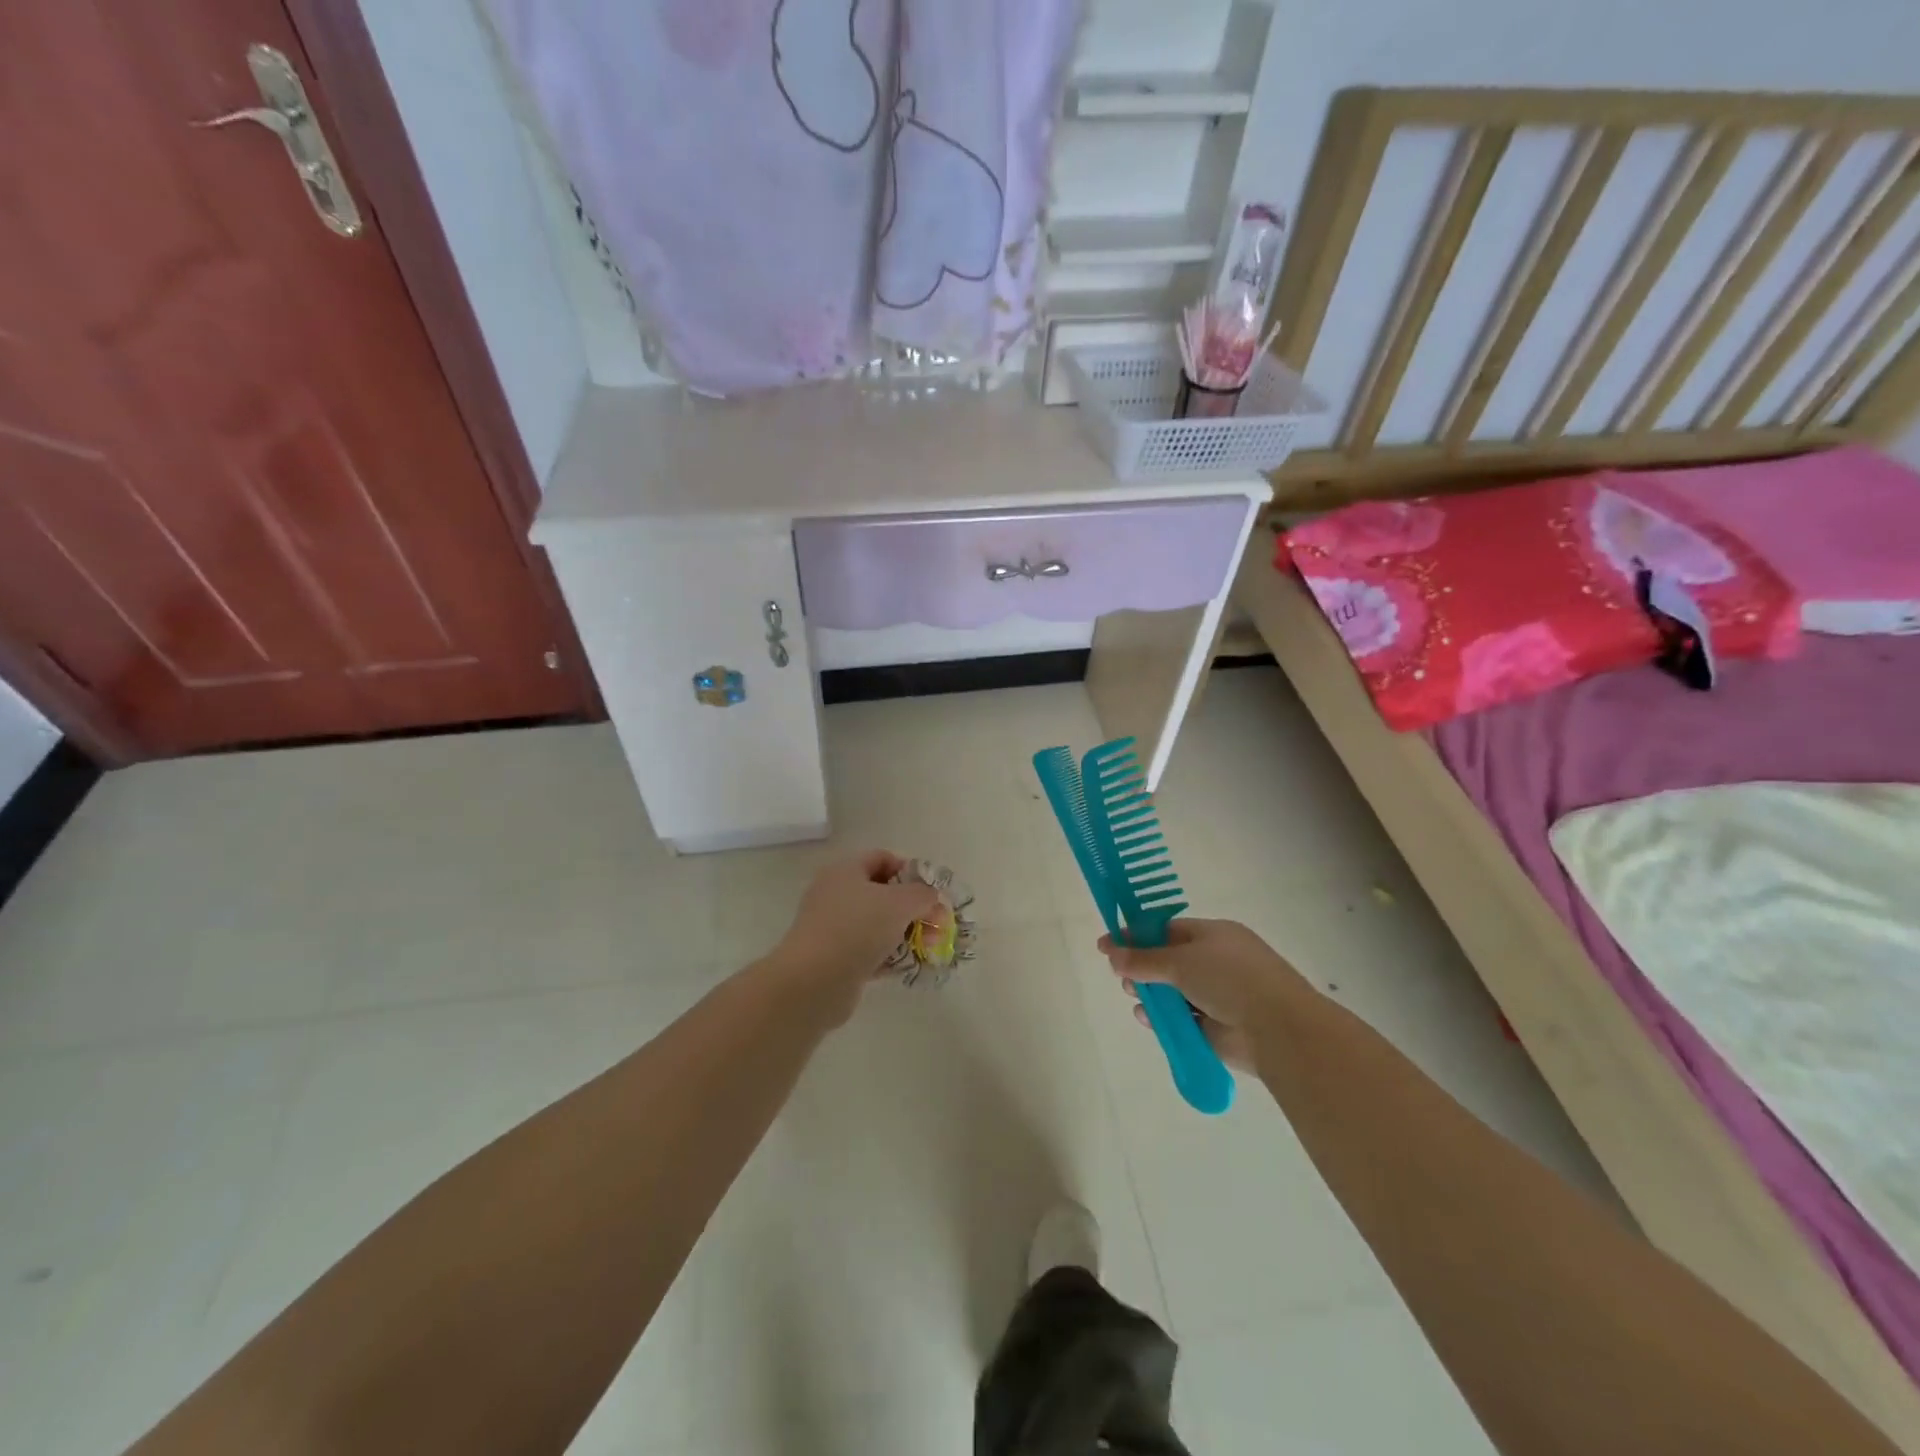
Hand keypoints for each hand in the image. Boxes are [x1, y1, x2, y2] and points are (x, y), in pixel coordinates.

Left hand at [765, 851, 940, 1022]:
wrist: (813, 981)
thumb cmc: (857, 929)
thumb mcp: (900, 903)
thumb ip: (923, 894)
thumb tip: (931, 896)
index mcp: (845, 871)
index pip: (882, 858)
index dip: (910, 871)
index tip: (931, 892)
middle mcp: (835, 894)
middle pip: (882, 893)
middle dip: (912, 908)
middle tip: (936, 925)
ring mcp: (832, 928)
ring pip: (876, 924)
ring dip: (903, 934)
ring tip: (926, 949)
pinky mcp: (833, 958)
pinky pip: (867, 951)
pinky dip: (887, 957)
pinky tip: (906, 967)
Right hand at [1098, 919, 1307, 1072]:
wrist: (1278, 1029)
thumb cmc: (1230, 979)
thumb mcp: (1180, 961)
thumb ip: (1143, 959)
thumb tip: (1111, 952)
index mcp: (1214, 935)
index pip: (1168, 930)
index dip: (1137, 936)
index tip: (1108, 944)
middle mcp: (1216, 962)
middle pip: (1168, 961)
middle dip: (1142, 967)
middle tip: (1120, 975)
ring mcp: (1218, 996)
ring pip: (1173, 992)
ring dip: (1151, 994)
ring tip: (1133, 996)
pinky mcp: (1216, 1028)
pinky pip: (1182, 1019)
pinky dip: (1164, 1019)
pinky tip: (1147, 1019)